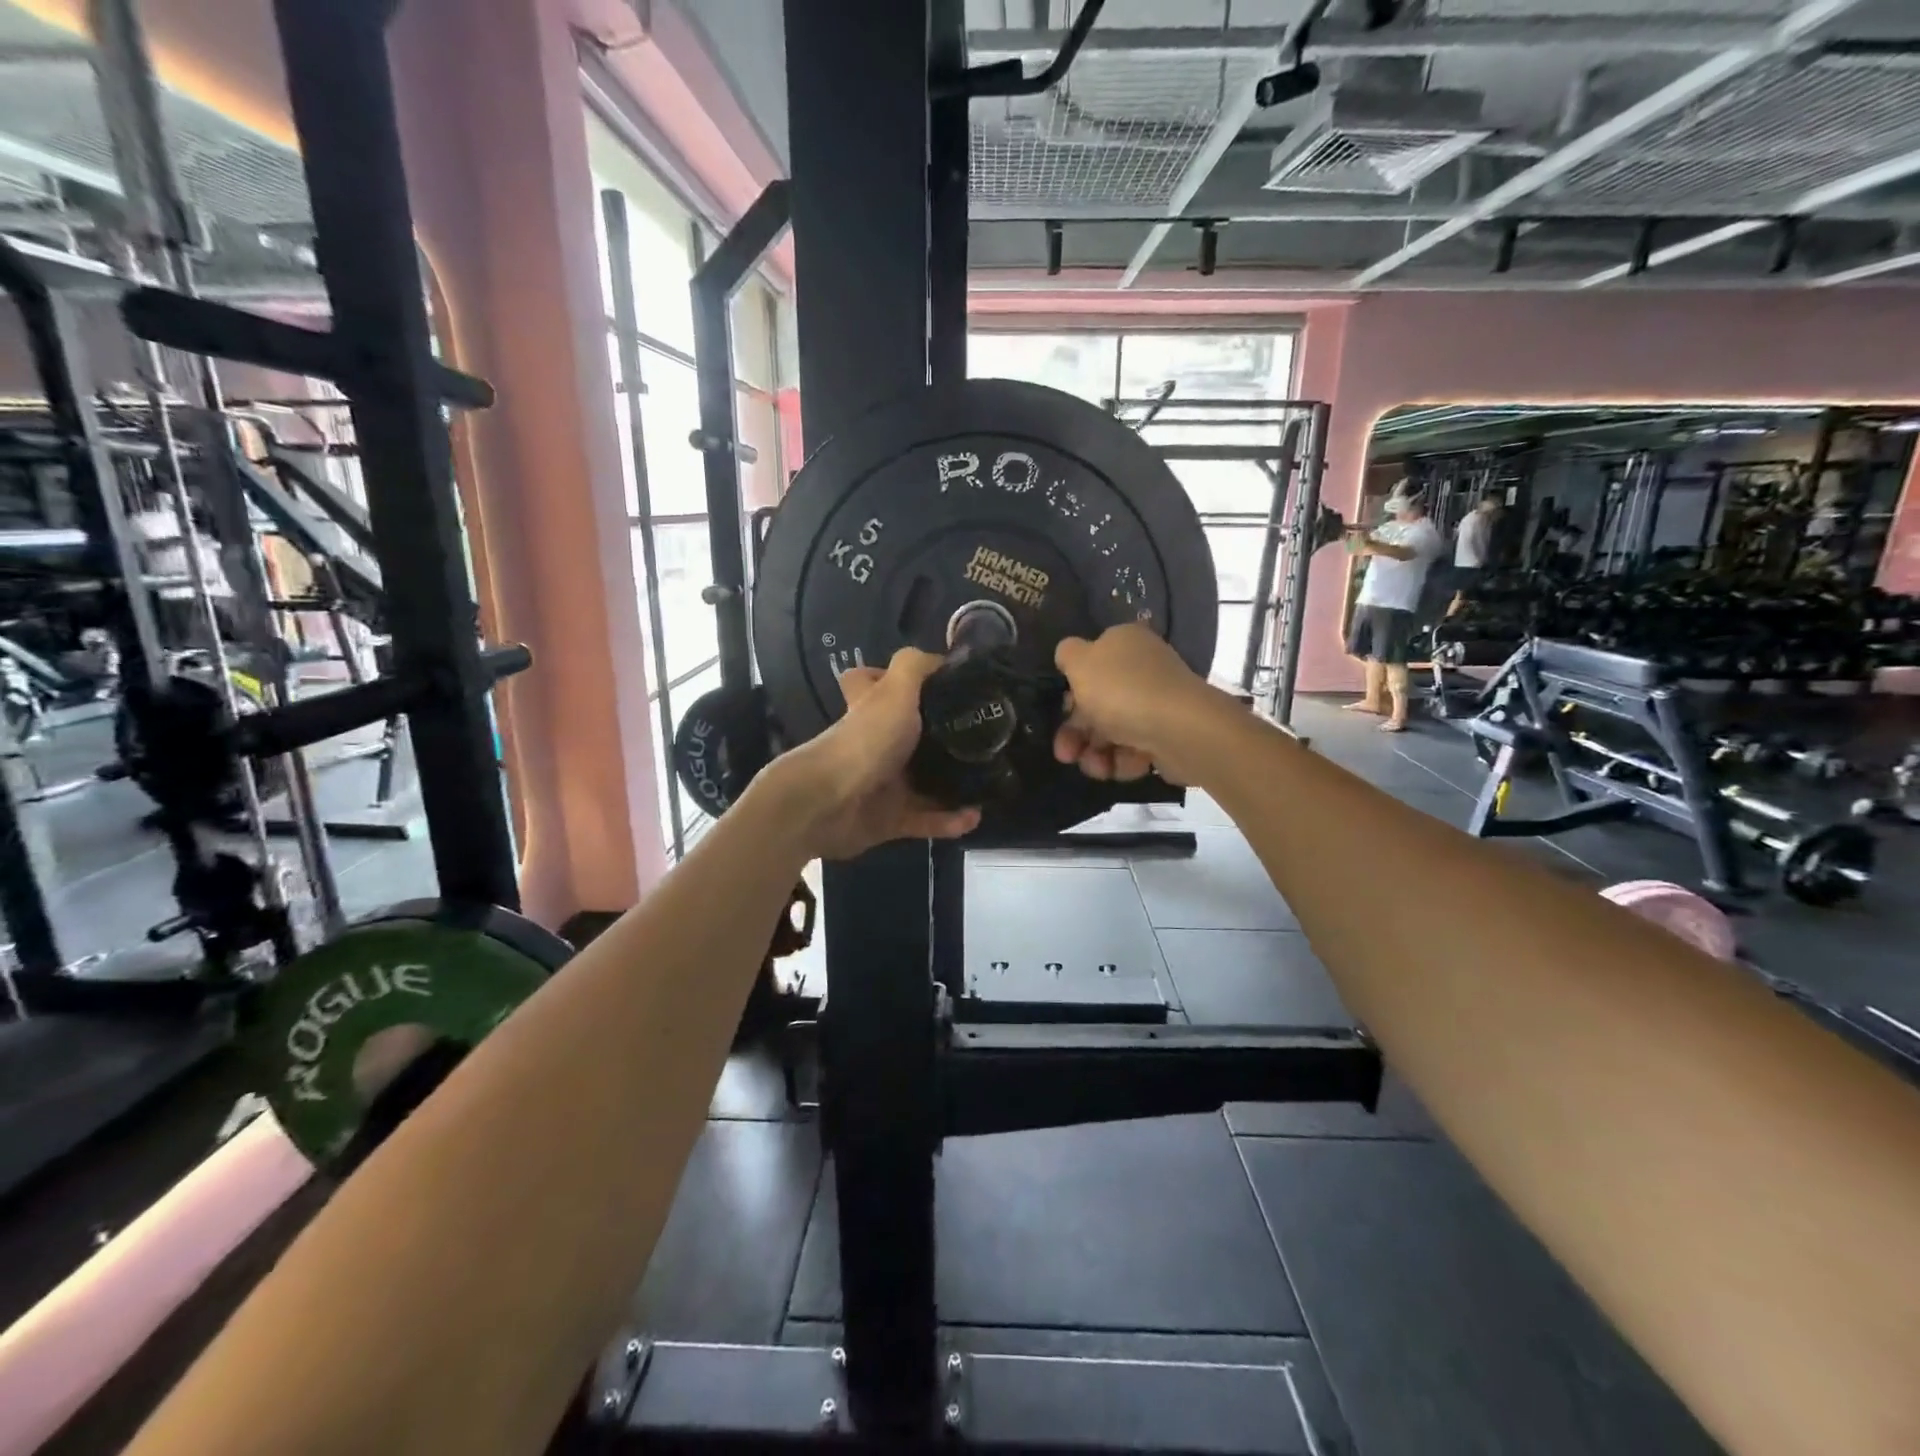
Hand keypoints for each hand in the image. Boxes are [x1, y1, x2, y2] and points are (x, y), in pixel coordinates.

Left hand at [765, 648, 979, 859]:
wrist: (829, 804)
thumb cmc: (865, 740)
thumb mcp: (894, 691)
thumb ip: (915, 667)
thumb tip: (942, 658)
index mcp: (872, 709)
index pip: (873, 683)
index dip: (892, 678)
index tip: (934, 684)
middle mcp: (876, 743)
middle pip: (910, 736)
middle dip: (944, 739)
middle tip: (982, 738)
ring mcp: (882, 783)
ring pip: (925, 781)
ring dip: (956, 784)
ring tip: (989, 782)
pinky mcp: (889, 819)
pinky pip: (926, 819)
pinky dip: (949, 820)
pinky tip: (974, 817)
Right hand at [1051, 624, 1228, 786]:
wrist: (1179, 729)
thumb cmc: (1121, 690)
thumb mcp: (1080, 662)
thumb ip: (1067, 653)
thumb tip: (1069, 654)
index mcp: (1124, 642)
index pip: (1090, 663)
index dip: (1071, 690)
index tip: (1061, 711)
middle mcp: (1142, 669)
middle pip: (1098, 702)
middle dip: (1077, 733)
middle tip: (1065, 755)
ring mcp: (1157, 702)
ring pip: (1113, 730)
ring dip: (1097, 753)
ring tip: (1097, 768)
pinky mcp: (1168, 733)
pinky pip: (1136, 748)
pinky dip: (1125, 760)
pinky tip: (1124, 766)